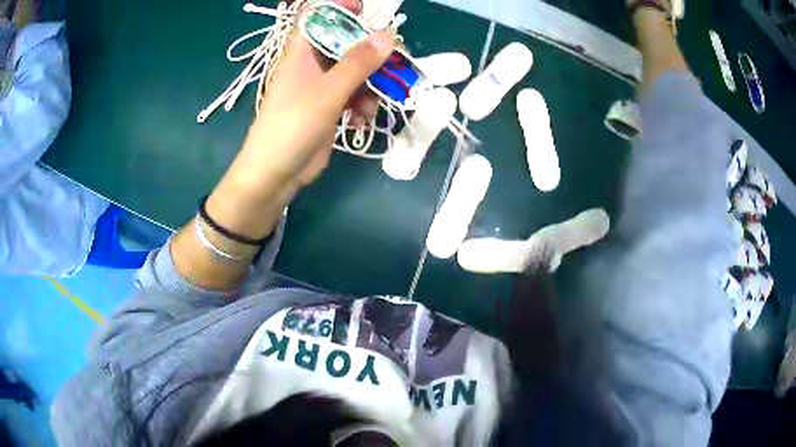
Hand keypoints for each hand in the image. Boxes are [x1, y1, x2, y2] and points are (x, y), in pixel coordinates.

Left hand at [171, 2, 393, 291]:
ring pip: (355, 70)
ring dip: (370, 83)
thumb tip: (388, 36)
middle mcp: (311, 64)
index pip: (319, 17)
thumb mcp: (327, 92)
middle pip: (345, 43)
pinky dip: (362, 103)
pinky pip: (354, 94)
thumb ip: (358, 63)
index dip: (341, 8)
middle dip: (370, 52)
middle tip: (393, 61)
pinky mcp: (329, 106)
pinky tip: (362, 119)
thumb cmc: (291, 127)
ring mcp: (321, 86)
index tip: (368, 11)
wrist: (275, 174)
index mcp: (301, 52)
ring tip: (373, 102)